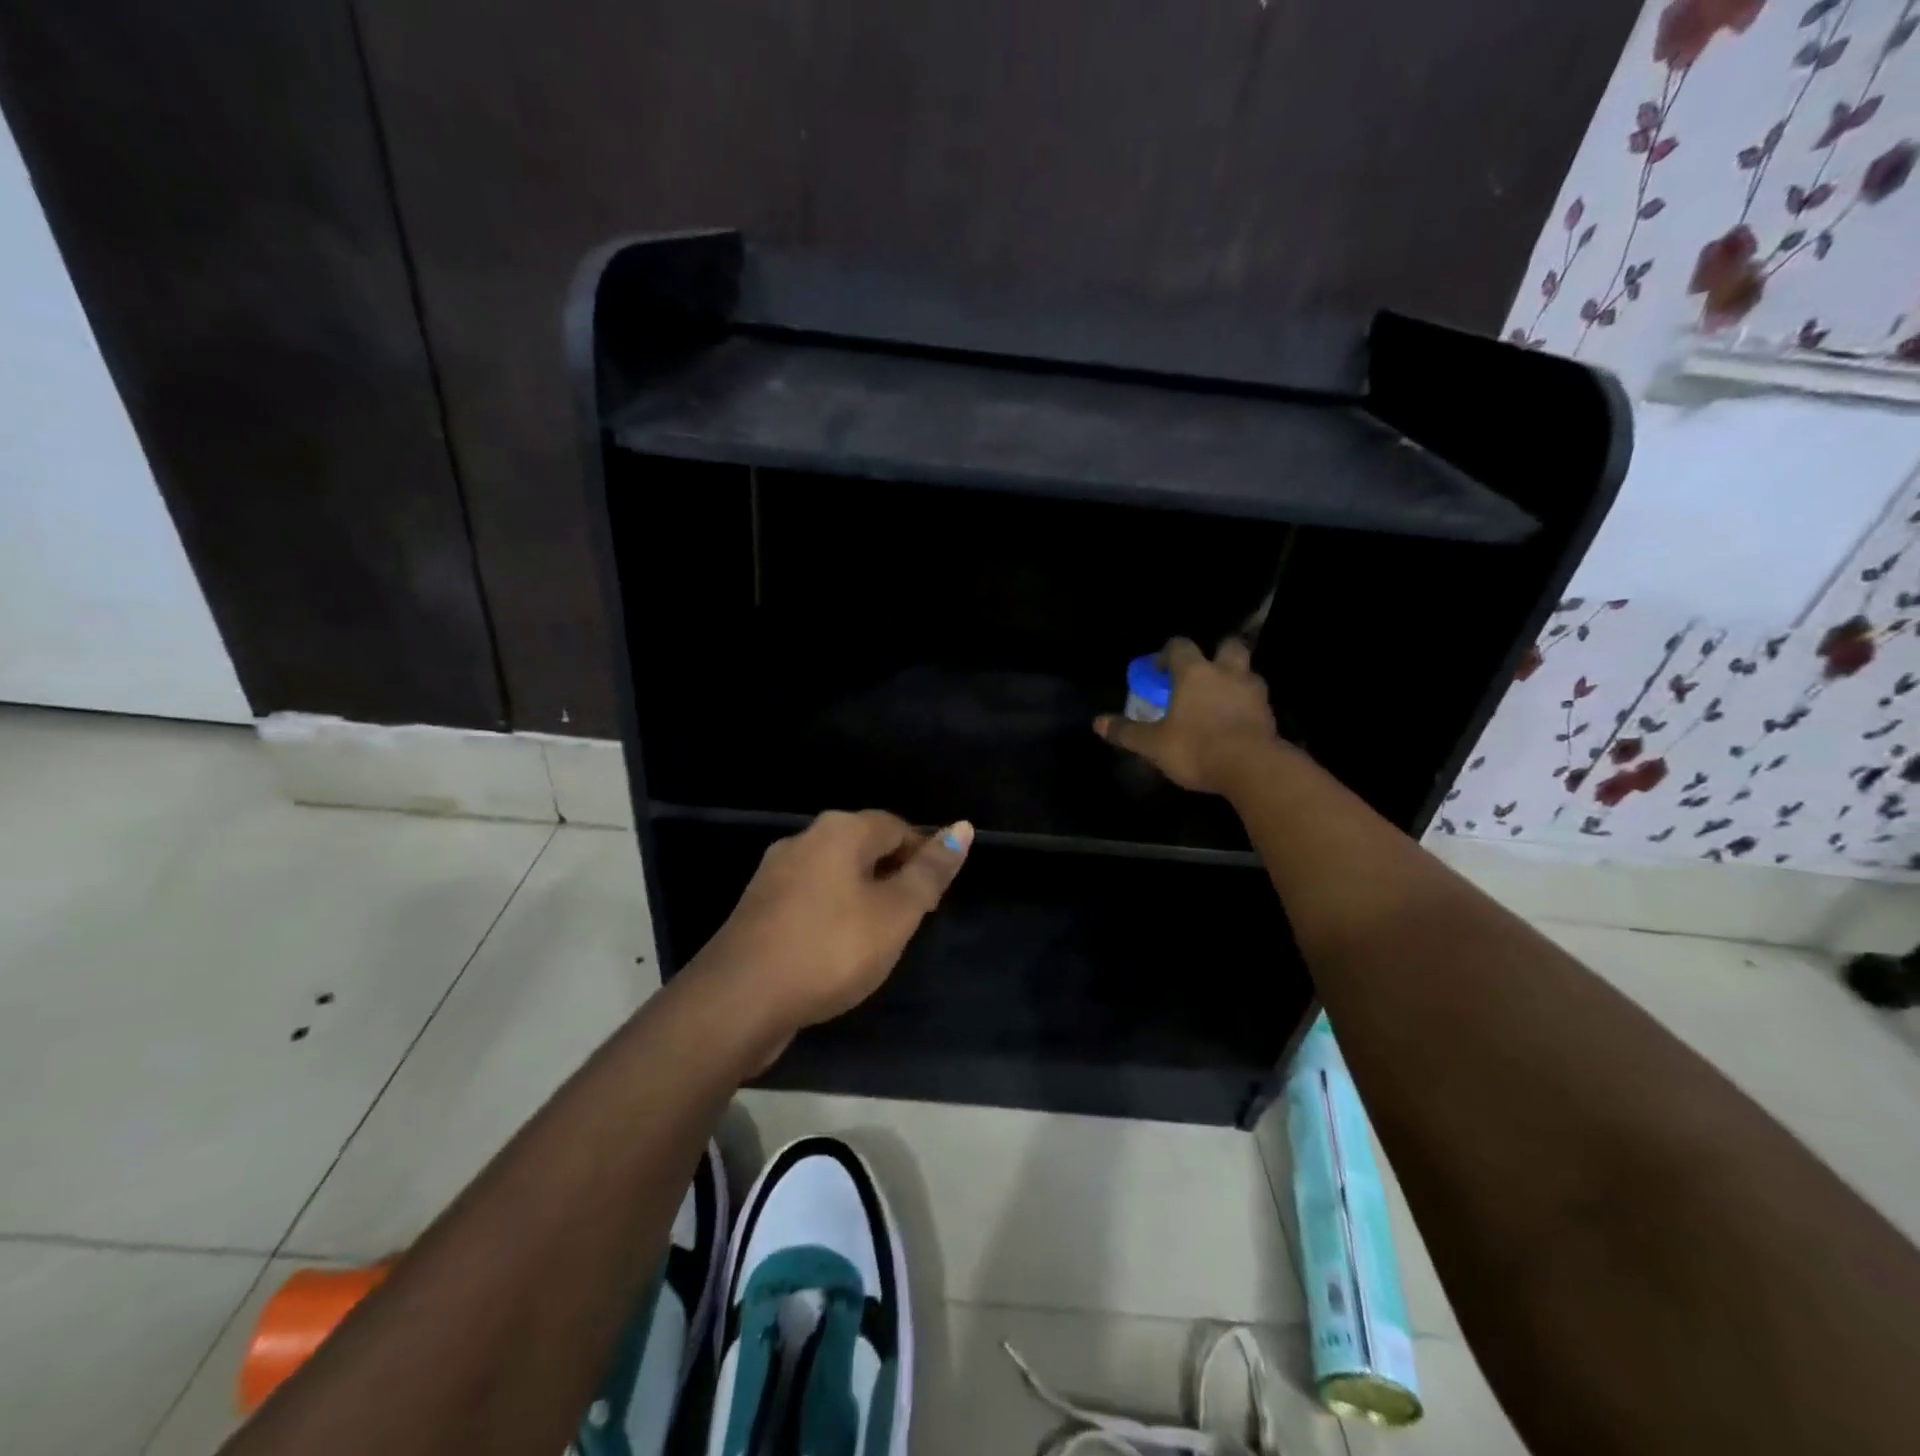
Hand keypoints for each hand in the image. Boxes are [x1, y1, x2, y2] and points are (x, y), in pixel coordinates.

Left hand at [695, 810, 972, 1057]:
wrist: (740, 1000)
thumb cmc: (831, 949)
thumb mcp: (896, 913)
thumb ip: (929, 872)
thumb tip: (961, 828)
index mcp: (840, 830)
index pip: (897, 827)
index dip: (923, 857)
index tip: (933, 898)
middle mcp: (804, 840)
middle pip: (864, 848)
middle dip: (892, 877)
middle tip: (910, 921)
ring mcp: (775, 874)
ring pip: (836, 875)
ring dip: (862, 898)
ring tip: (878, 939)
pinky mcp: (758, 908)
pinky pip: (810, 899)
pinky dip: (832, 916)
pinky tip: (836, 950)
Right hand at [1093, 636, 1282, 794]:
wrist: (1251, 768)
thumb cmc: (1196, 747)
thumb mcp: (1153, 744)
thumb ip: (1127, 732)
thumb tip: (1097, 723)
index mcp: (1194, 673)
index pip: (1180, 646)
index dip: (1167, 654)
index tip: (1159, 671)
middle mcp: (1227, 673)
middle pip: (1228, 647)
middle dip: (1216, 654)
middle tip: (1203, 675)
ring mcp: (1254, 693)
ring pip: (1248, 674)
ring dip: (1236, 681)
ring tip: (1222, 701)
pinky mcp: (1270, 716)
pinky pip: (1258, 702)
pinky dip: (1248, 707)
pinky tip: (1237, 724)